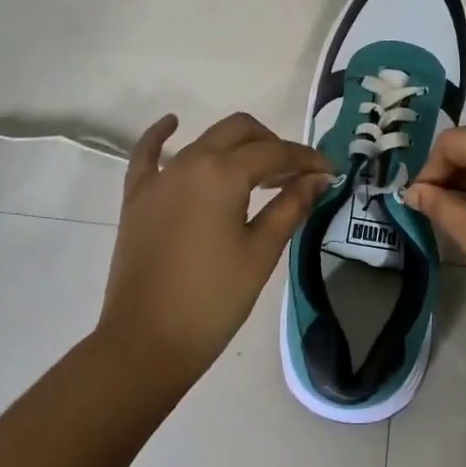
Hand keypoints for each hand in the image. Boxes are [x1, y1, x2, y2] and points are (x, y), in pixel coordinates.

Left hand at [97, 112, 329, 389]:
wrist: (145, 343)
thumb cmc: (213, 300)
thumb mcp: (261, 253)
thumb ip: (291, 207)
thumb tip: (319, 178)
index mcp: (223, 173)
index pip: (274, 153)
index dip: (306, 158)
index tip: (328, 171)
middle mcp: (190, 162)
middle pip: (240, 131)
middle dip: (273, 144)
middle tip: (295, 175)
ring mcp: (159, 178)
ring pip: (205, 140)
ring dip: (236, 147)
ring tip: (260, 173)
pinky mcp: (137, 197)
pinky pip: (147, 155)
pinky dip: (162, 136)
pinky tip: (173, 123)